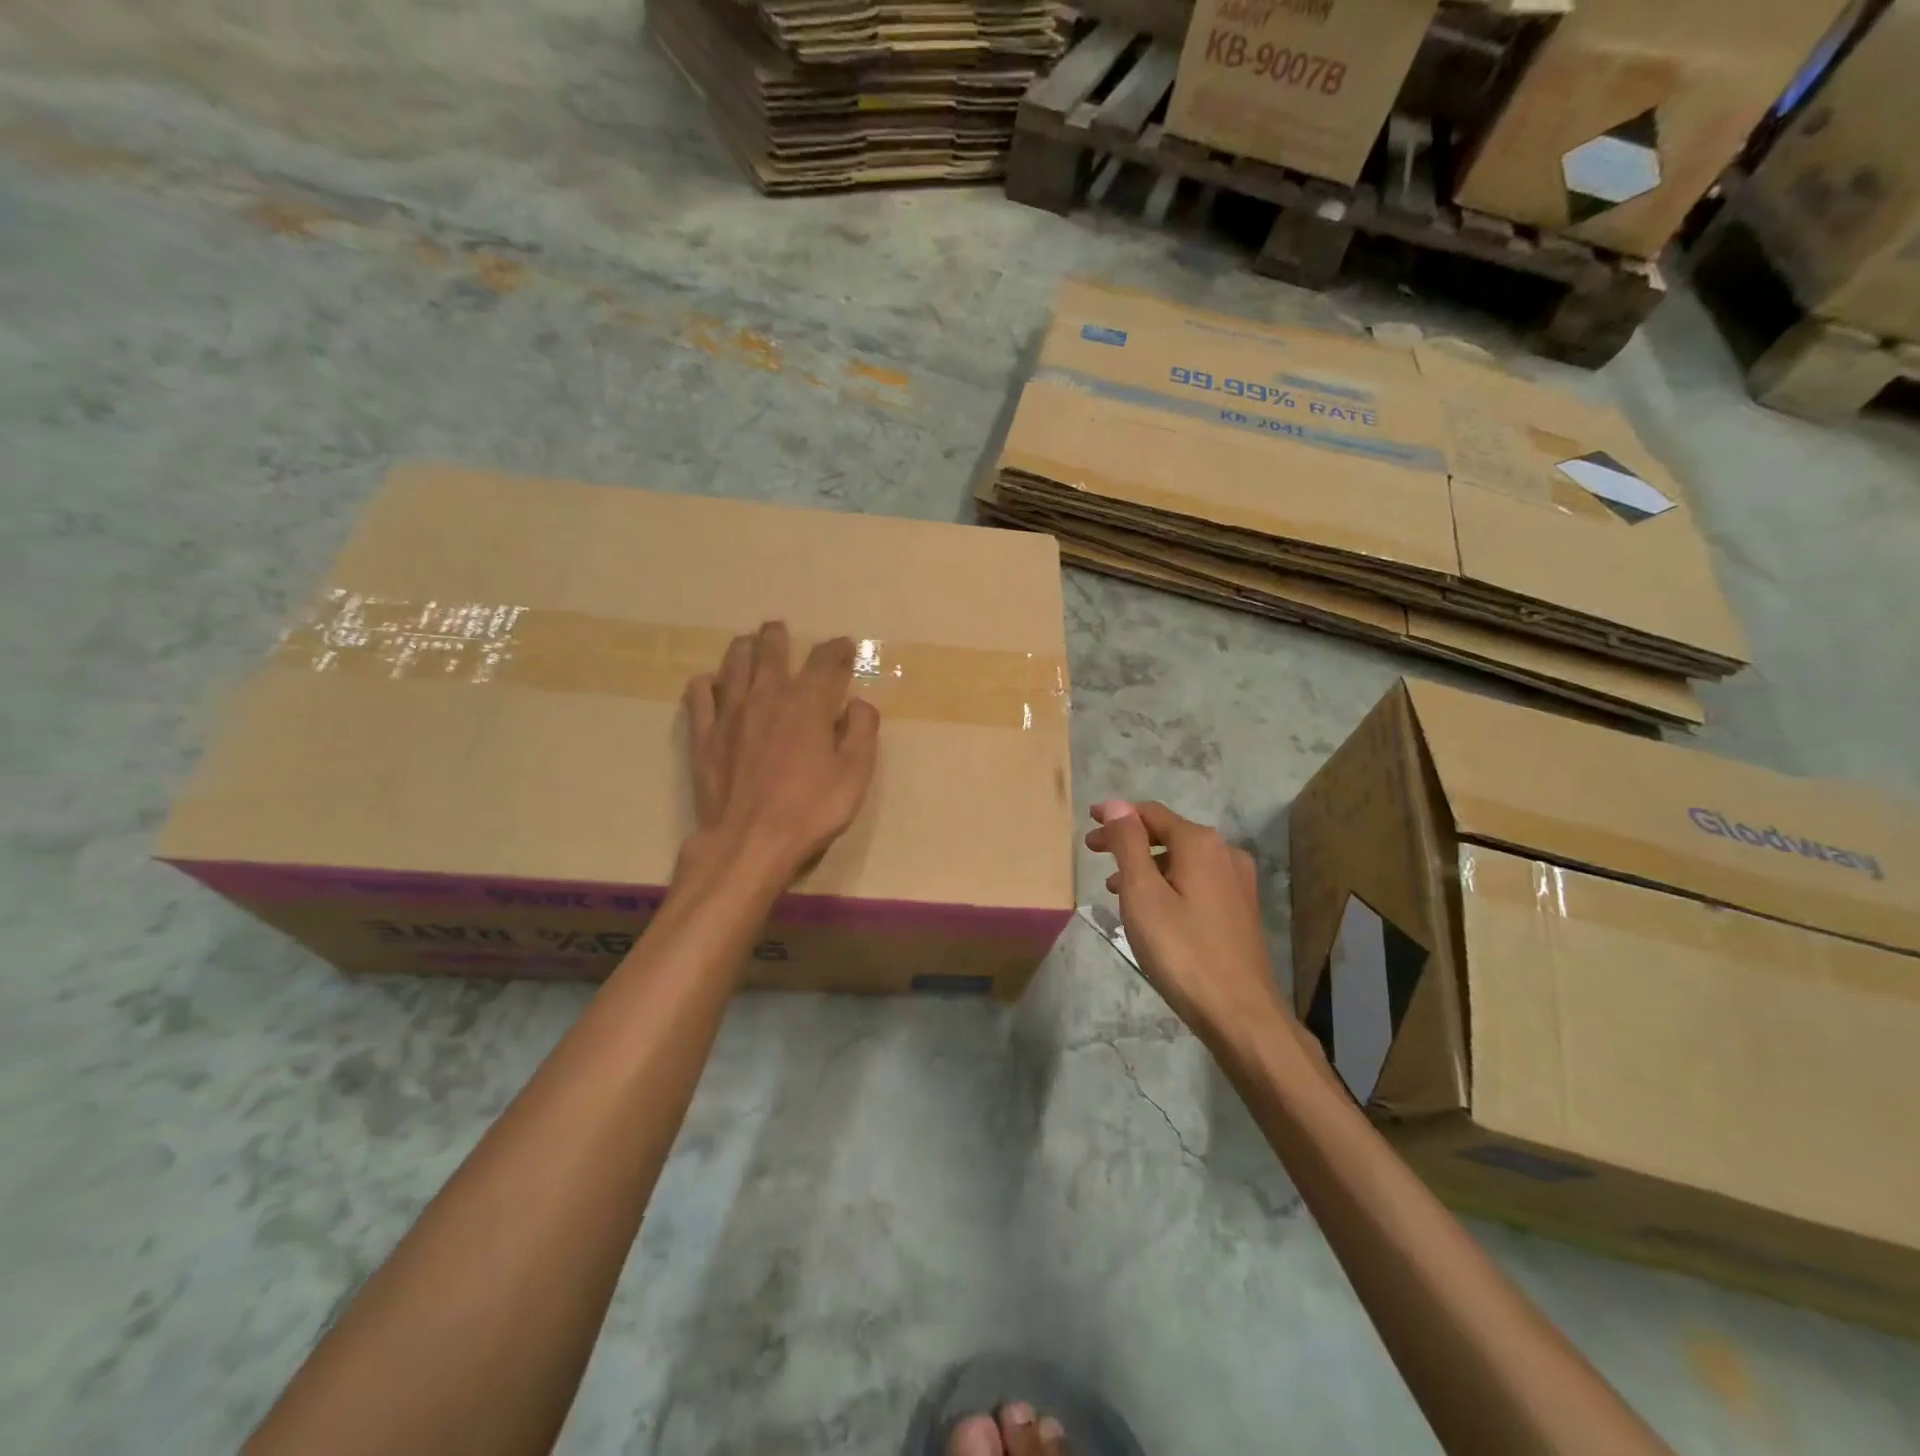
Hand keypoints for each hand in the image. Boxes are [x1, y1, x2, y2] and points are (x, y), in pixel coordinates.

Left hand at [682, 621, 879, 885]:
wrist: (749, 842)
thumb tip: (858, 704)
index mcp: (808, 703)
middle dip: (778, 636)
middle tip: (779, 628)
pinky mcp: (704, 736)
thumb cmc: (811, 810)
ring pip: (734, 665)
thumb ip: (862, 732)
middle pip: (771, 651)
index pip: (825, 661)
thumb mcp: (855, 774)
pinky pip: (699, 697)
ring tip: (747, 642)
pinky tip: (710, 684)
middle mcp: (767, 696)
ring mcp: (730, 714)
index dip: (837, 649)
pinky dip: (706, 684)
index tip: (845, 645)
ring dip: (743, 648)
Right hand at [1085, 799, 1285, 1045]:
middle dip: (1129, 840)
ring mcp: (1238, 881)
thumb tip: (1115, 803)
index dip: (1117, 816)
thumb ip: (1129, 844)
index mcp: (1200, 843)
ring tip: (1115, 887)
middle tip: (1095, 854)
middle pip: (1167, 833)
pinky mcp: (1241, 908)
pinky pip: (1197, 880)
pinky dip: (1168, 882)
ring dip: (1147, 864)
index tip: (1089, 824)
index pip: (1150, 813)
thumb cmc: (1182, 950)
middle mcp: (1224, 852)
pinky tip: (1152, 908)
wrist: (1240, 1013)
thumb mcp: (1142, 893)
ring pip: (1182, 859)